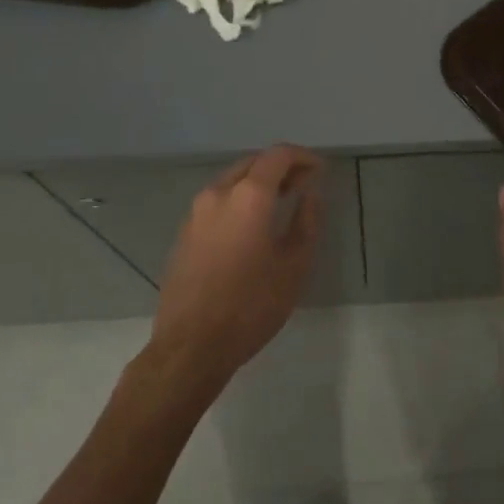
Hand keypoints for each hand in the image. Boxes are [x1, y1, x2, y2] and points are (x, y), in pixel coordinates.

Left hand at [148, 145, 324, 396]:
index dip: (303, 157)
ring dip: (258, 183)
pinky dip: (239, 200)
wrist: (190, 347)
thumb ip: (307, 221)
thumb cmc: (251, 305)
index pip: (278, 155)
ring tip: (280, 204)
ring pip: (232, 180)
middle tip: (303, 185)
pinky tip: (251, 226)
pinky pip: (217, 201)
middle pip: (253, 163)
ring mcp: (196, 212)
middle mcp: (219, 193)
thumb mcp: (294, 265)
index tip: (319, 171)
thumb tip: (311, 195)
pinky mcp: (184, 233)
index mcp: (249, 195)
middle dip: (280, 168)